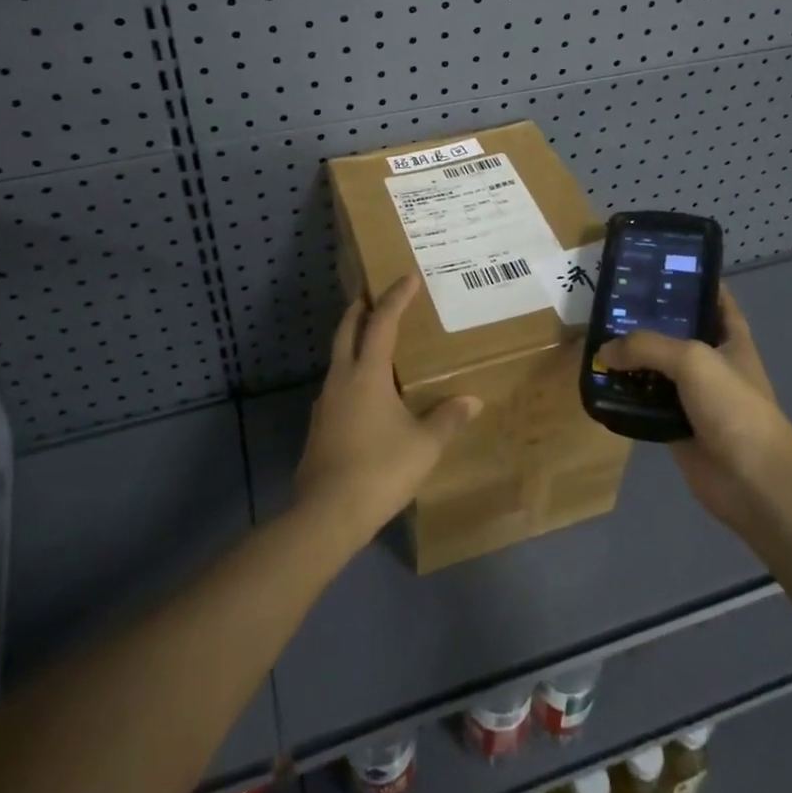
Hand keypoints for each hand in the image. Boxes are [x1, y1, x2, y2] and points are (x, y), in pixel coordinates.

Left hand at [293, 276, 481, 546]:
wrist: (326, 514)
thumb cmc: (379, 470)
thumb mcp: (424, 446)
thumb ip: (448, 419)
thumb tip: (472, 400)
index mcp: (367, 373)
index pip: (382, 322)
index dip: (396, 297)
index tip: (408, 278)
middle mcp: (342, 378)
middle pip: (347, 329)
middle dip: (360, 308)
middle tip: (374, 295)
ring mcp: (325, 402)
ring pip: (337, 357)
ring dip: (352, 340)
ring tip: (373, 341)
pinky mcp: (319, 426)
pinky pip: (336, 384)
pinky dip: (350, 372)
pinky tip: (364, 392)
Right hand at [599, 286, 791, 535]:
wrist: (754, 482)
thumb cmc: (733, 407)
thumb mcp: (691, 359)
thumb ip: (646, 346)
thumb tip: (605, 351)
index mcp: (730, 337)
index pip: (713, 297)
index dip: (690, 279)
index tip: (656, 265)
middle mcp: (712, 361)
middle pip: (676, 331)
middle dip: (646, 318)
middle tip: (609, 301)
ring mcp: (694, 395)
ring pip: (656, 368)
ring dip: (630, 359)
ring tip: (594, 339)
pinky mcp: (676, 425)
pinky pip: (645, 403)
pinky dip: (625, 396)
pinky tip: (599, 383)